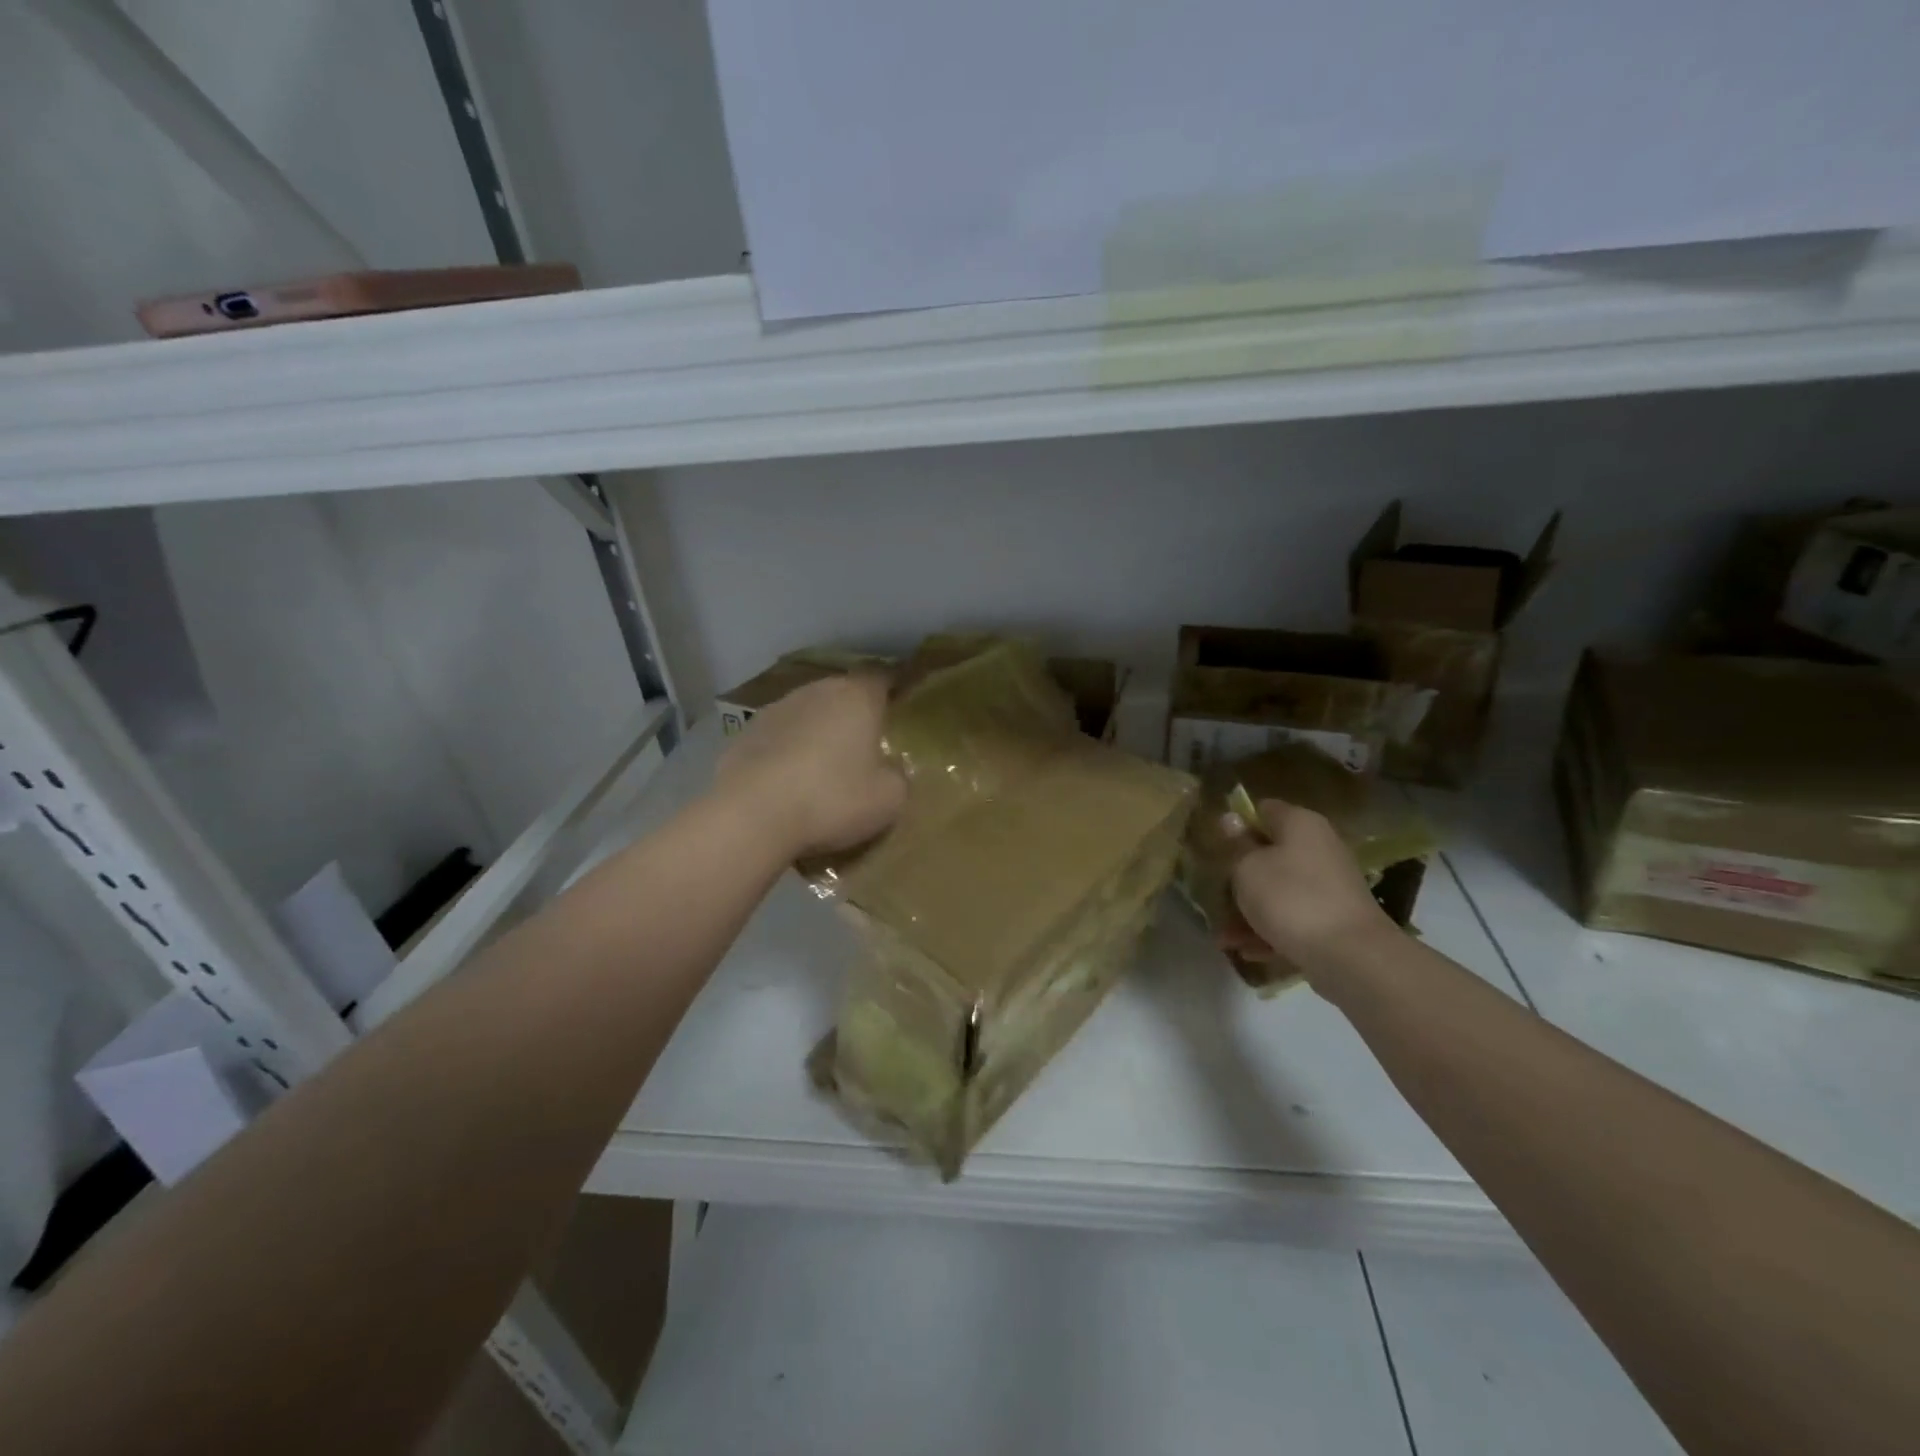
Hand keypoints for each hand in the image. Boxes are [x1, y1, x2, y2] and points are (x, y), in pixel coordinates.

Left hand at [716, 673, 905, 856]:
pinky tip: (786, 782)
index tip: (897, 712)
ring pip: (807, 713)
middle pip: (842, 694)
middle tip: (862, 747)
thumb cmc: (832, 798)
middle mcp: (816, 691)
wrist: (752, 814)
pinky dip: (785, 753)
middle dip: (852, 715)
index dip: (891, 693)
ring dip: (816, 732)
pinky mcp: (744, 733)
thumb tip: (890, 770)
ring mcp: (776, 709)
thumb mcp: (889, 798)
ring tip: (822, 767)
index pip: (882, 678)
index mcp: (857, 697)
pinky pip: (777, 738)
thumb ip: (898, 776)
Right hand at [1228, 798, 1396, 971]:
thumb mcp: (1247, 868)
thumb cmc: (1289, 897)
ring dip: (1249, 911)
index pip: (1263, 810)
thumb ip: (1236, 845)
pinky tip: (1248, 952)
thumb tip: (1232, 820)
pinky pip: (1293, 917)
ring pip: (1278, 890)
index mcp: (1300, 824)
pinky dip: (1270, 931)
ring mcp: (1328, 885)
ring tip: (1225, 939)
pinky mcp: (1332, 919)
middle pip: (1270, 854)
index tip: (1216, 845)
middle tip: (1216, 894)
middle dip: (1240, 876)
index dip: (1237, 824)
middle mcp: (1319, 848)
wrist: (1349, 955)